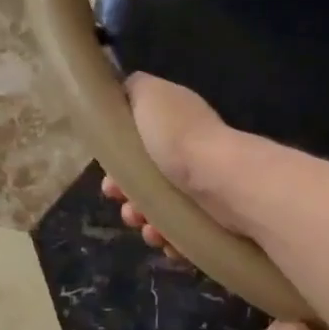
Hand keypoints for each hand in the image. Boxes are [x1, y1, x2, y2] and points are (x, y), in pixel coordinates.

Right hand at [101, 74, 239, 257]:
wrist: (220, 180)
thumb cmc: (177, 136)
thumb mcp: (149, 94)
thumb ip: (134, 88)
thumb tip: (124, 93)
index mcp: (174, 125)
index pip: (139, 144)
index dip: (118, 162)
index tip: (108, 176)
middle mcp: (190, 154)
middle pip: (147, 180)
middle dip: (128, 196)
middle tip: (125, 206)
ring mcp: (203, 188)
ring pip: (162, 210)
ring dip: (144, 220)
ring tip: (144, 225)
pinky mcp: (213, 218)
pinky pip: (182, 233)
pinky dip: (169, 239)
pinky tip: (165, 240)